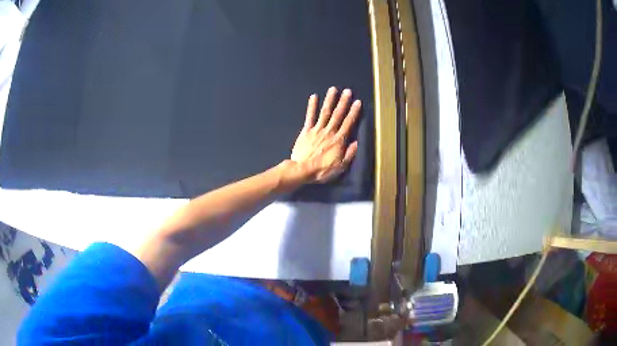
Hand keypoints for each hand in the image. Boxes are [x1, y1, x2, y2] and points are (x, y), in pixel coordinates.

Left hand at [290, 87, 360, 182]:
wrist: (302, 170)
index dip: (354, 112)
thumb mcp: (341, 167)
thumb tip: (357, 143)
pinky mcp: (306, 131)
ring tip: (333, 89)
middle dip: (343, 102)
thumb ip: (349, 154)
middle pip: (337, 114)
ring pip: (325, 112)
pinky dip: (312, 106)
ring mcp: (317, 130)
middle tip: (347, 91)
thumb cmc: (322, 170)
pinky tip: (314, 97)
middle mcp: (329, 132)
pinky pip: (310, 117)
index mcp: (339, 140)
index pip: (348, 123)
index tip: (358, 102)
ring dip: (329, 100)